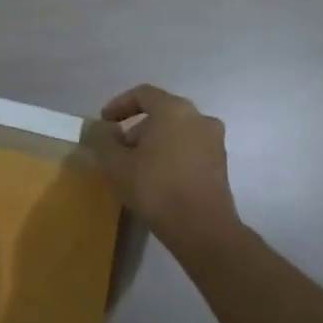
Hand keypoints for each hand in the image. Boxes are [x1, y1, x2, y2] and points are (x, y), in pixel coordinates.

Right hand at [88, 85, 241, 249]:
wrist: (202, 228)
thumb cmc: (155, 188)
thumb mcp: (116, 163)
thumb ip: (103, 139)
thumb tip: (101, 129)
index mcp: (174, 110)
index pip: (143, 94)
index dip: (119, 105)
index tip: (104, 122)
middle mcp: (199, 118)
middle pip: (162, 112)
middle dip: (137, 126)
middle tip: (120, 148)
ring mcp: (214, 141)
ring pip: (178, 130)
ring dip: (155, 141)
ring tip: (137, 165)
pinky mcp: (221, 164)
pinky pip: (190, 148)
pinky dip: (172, 154)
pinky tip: (159, 177)